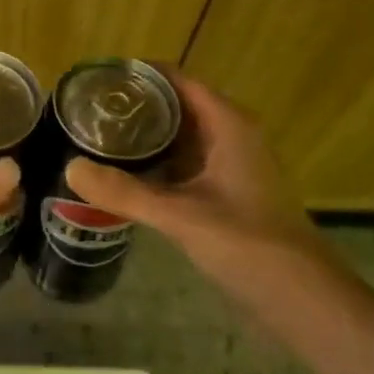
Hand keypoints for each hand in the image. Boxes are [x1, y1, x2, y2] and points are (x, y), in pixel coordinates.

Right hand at [64, 72, 323, 292]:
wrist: (302, 298)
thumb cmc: (248, 244)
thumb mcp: (181, 216)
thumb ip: (125, 192)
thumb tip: (70, 167)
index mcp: (228, 124)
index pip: (177, 80)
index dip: (138, 75)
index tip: (96, 80)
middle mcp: (230, 135)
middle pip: (175, 105)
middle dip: (133, 106)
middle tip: (85, 111)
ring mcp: (229, 165)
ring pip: (179, 136)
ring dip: (143, 135)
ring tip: (94, 136)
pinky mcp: (225, 191)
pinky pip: (183, 163)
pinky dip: (155, 162)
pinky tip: (123, 173)